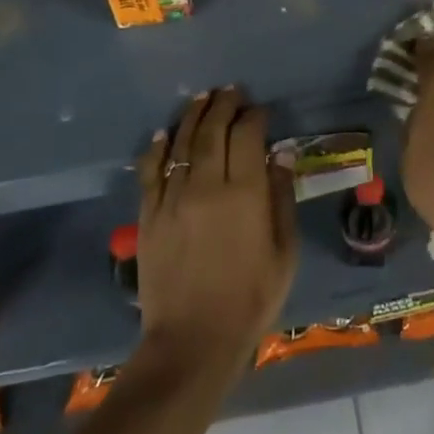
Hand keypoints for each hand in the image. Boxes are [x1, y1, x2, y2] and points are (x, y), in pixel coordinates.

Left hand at [133, 88, 297, 376]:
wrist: (191, 342)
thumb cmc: (250, 299)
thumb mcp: (284, 252)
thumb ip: (282, 197)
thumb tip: (281, 153)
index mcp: (245, 193)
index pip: (248, 135)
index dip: (255, 116)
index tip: (260, 110)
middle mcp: (207, 185)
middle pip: (213, 129)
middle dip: (224, 105)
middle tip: (231, 92)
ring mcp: (173, 198)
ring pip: (182, 142)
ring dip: (194, 116)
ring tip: (202, 98)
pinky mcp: (149, 215)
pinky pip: (152, 170)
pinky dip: (159, 147)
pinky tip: (165, 132)